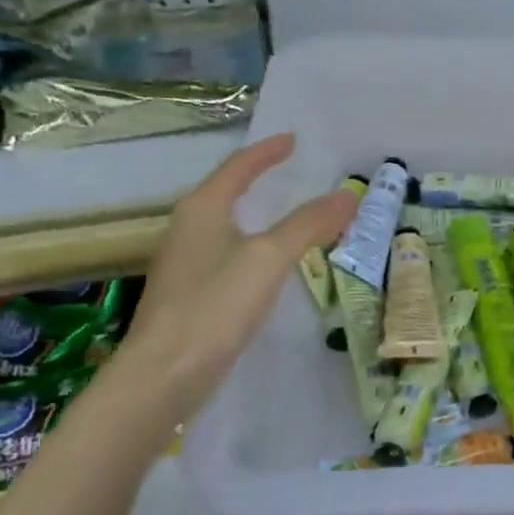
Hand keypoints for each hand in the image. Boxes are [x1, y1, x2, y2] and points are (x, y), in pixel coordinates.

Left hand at [118, 133, 357, 424]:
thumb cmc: (215, 305)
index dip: (267, 151)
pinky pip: (227, 254)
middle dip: (259, 179)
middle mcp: (188, 229)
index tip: (293, 139)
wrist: (164, 374)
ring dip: (257, 214)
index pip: (238, 167)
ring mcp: (185, 264)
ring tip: (286, 214)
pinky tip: (267, 265)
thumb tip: (348, 194)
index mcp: (202, 209)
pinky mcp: (190, 295)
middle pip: (227, 192)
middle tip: (292, 172)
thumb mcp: (269, 258)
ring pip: (227, 225)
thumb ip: (308, 224)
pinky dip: (253, 246)